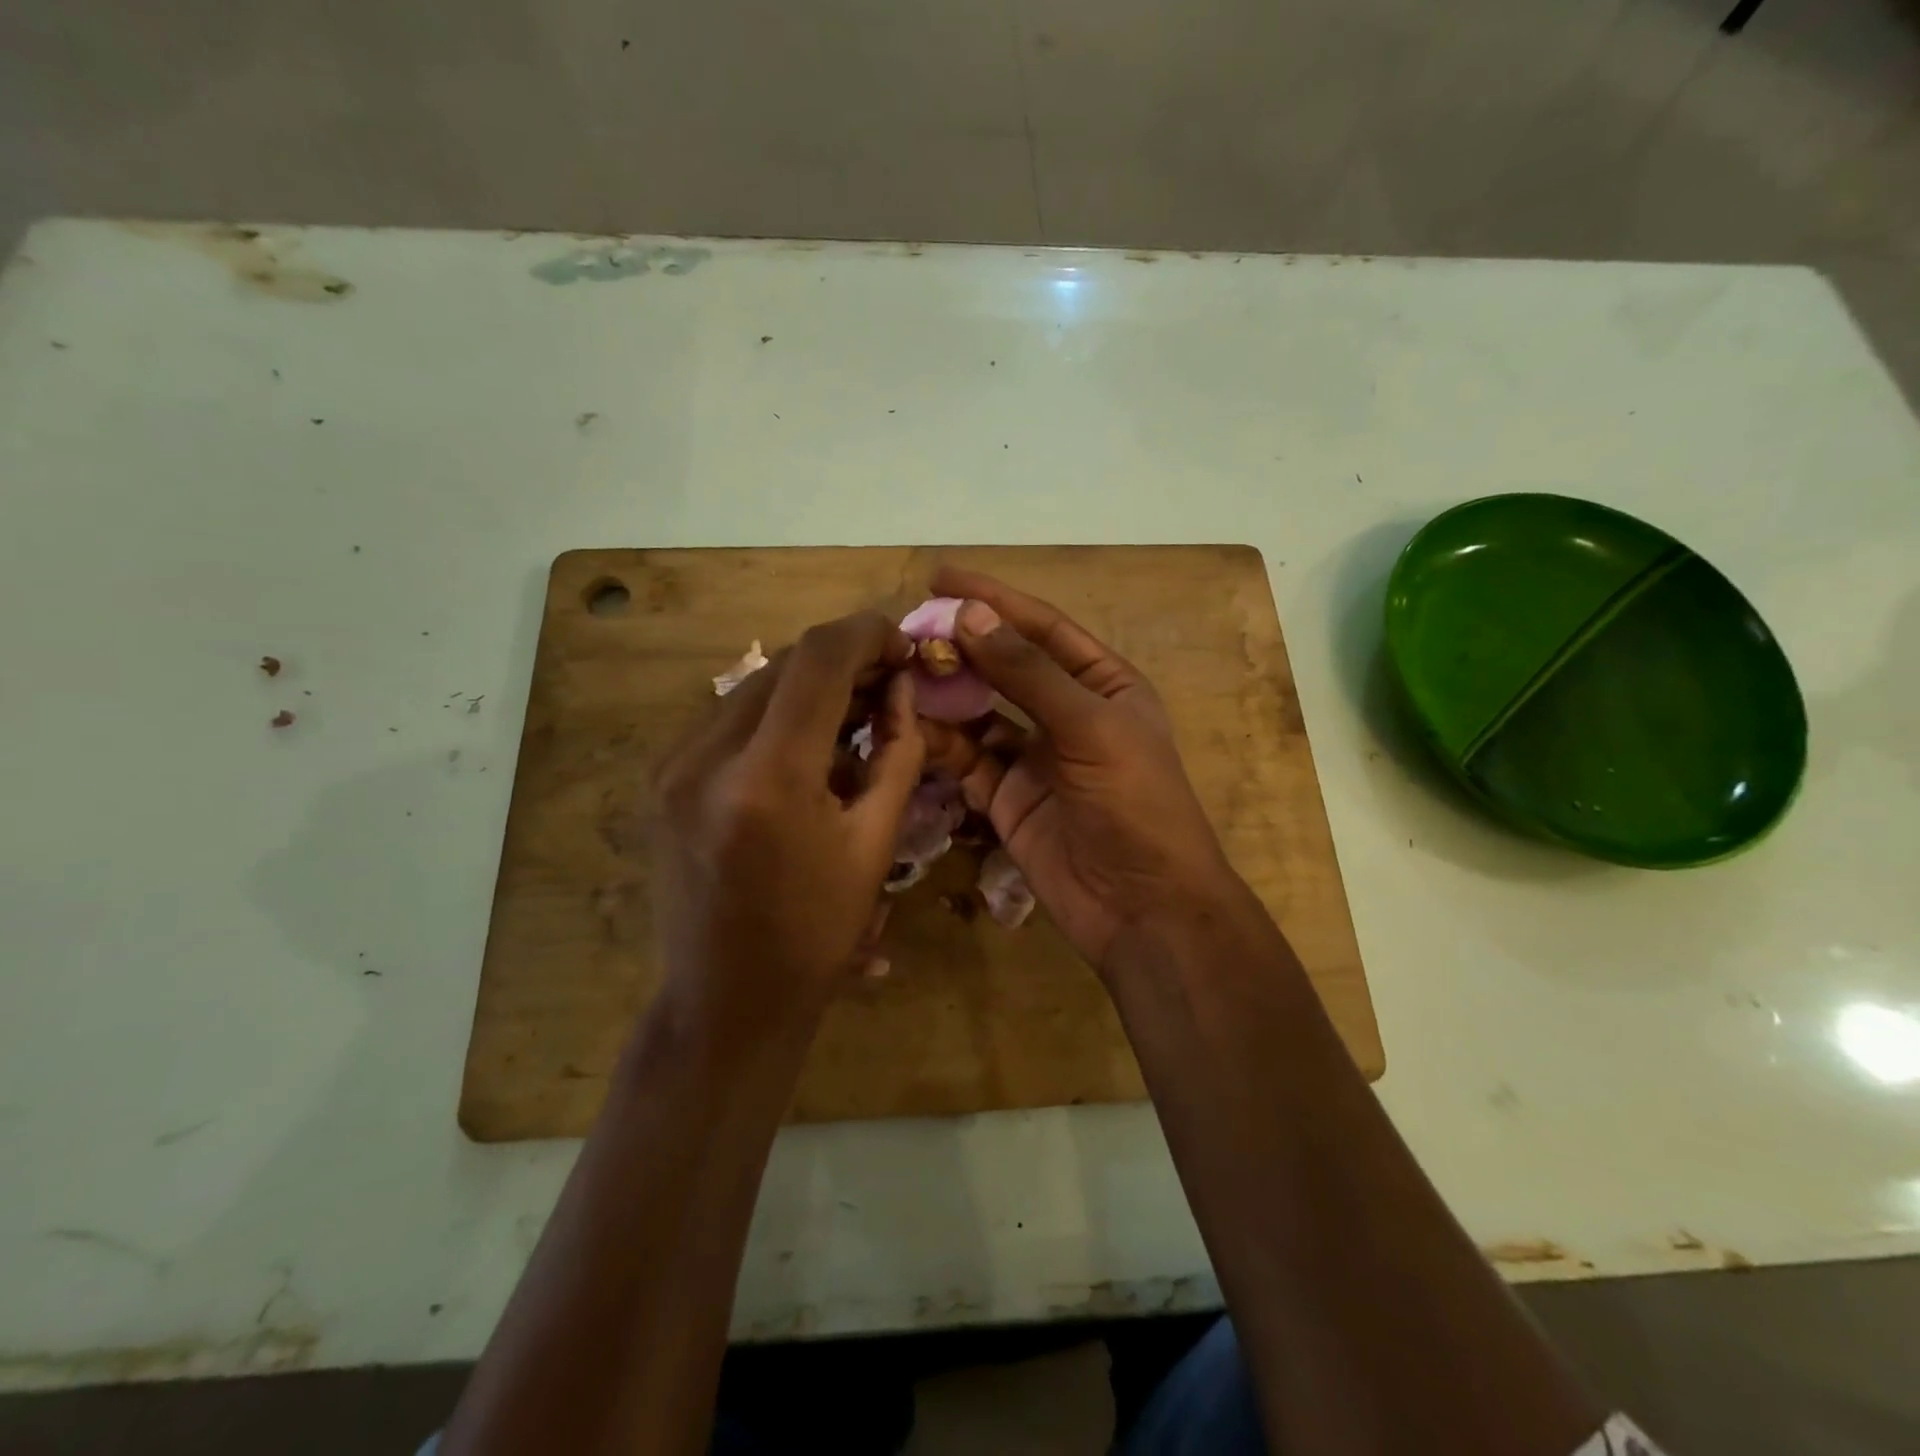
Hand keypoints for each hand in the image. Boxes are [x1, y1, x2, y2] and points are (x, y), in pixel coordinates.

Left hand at [650, 611, 925, 1032]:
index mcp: (768, 777)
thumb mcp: (875, 844)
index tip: (905, 645)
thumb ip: (897, 753)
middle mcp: (706, 754)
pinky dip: (777, 716)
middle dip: (845, 661)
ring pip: (756, 686)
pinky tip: (807, 748)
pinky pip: (730, 718)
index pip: (819, 660)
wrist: (726, 1001)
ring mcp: (673, 764)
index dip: (869, 634)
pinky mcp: (662, 778)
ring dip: (811, 688)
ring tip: (855, 717)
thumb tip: (903, 689)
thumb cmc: (815, 933)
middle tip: (890, 684)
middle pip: (786, 664)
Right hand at [929, 568, 1243, 970]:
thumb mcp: (1091, 727)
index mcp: (1103, 685)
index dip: (994, 600)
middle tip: (906, 631)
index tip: (941, 577)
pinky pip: (966, 760)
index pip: (1042, 628)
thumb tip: (970, 617)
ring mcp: (1033, 758)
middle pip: (1003, 668)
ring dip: (943, 695)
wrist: (1142, 907)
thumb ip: (1029, 673)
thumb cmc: (1135, 804)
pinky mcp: (1006, 799)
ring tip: (899, 673)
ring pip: (978, 714)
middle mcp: (1066, 714)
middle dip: (960, 648)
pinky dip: (939, 744)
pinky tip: (908, 726)